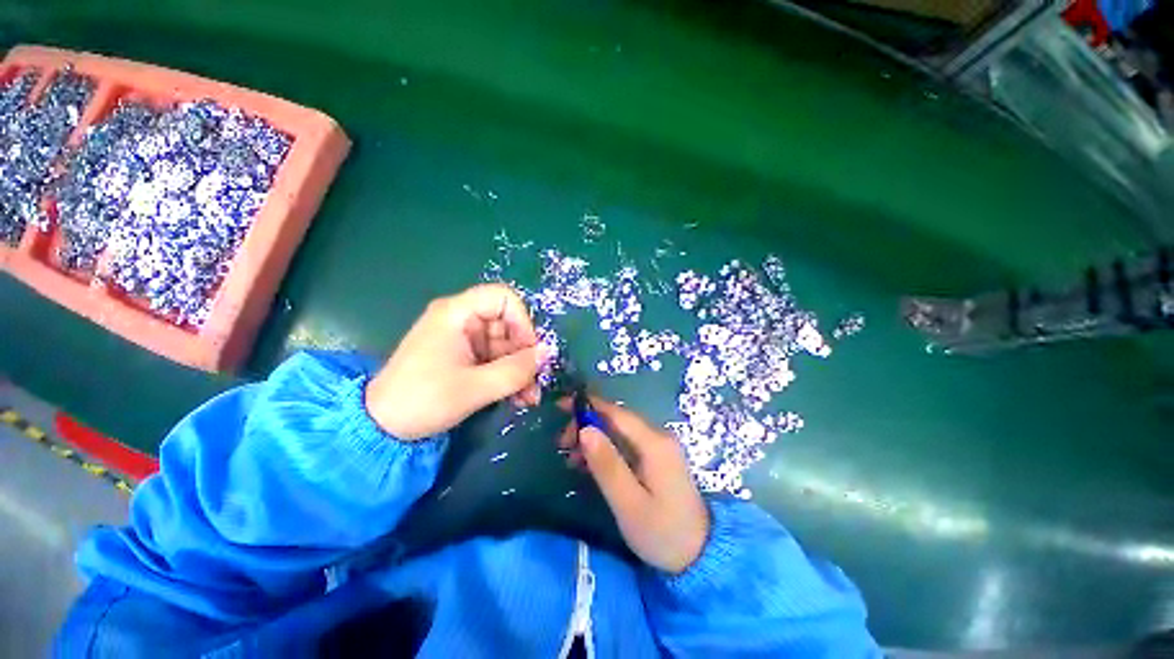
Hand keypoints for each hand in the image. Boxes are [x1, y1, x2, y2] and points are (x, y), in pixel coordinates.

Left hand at [366, 284, 544, 439]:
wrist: (381, 427)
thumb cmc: (423, 400)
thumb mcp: (475, 388)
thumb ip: (516, 370)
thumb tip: (548, 353)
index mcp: (457, 314)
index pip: (503, 298)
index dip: (522, 321)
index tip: (531, 351)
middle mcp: (462, 320)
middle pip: (508, 324)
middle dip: (525, 354)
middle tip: (536, 383)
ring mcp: (463, 339)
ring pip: (506, 345)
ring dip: (520, 370)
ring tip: (529, 398)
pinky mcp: (464, 356)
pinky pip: (496, 359)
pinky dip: (508, 376)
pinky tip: (517, 398)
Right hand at [577, 398, 708, 573]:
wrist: (700, 555)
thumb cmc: (662, 532)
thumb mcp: (629, 503)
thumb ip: (607, 465)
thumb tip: (585, 429)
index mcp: (654, 443)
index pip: (616, 413)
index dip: (588, 406)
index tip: (561, 406)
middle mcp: (658, 436)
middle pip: (616, 419)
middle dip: (587, 425)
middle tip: (562, 443)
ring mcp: (658, 447)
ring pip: (619, 431)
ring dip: (593, 438)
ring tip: (570, 456)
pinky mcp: (656, 458)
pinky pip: (626, 444)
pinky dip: (605, 449)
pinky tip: (588, 463)